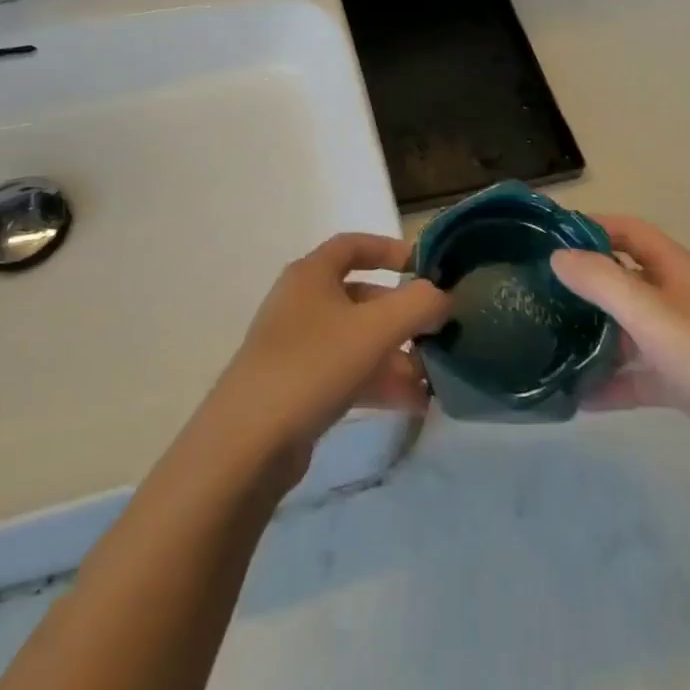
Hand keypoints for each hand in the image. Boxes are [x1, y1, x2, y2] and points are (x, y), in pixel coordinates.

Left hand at [199, 234, 451, 486]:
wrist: (247, 445)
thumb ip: (418, 304)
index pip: (354, 245)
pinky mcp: (296, 388)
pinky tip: (412, 404)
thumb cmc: (313, 365)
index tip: (425, 268)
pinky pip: (346, 373)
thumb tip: (442, 297)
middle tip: (437, 335)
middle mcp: (302, 302)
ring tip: (432, 380)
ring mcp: (296, 347)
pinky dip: (378, 382)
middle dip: (402, 316)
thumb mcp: (376, 328)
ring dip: (396, 355)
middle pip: (361, 297)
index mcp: (312, 274)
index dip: (390, 250)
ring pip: (357, 340)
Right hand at [550, 216, 689, 484]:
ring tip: (551, 340)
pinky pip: (637, 373)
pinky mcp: (683, 382)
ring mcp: (681, 341)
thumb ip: (601, 281)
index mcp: (676, 269)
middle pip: (624, 277)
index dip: (592, 226)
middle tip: (540, 290)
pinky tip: (579, 397)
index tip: (550, 237)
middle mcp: (678, 297)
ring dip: (595, 333)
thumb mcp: (651, 313)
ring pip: (628, 327)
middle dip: (586, 281)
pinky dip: (612, 382)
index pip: (629, 230)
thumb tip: (557, 256)